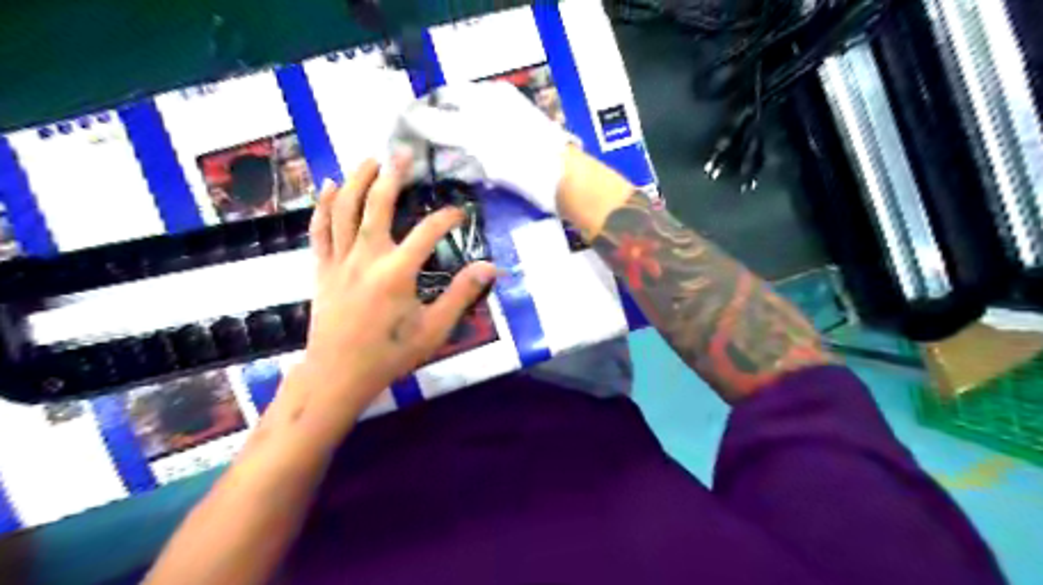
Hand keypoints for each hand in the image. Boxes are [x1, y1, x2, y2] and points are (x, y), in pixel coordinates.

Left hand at [293, 155, 496, 418]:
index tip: (461, 212)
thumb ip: (461, 294)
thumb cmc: (389, 355)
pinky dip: (323, 205)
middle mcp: (366, 257)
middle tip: (403, 153)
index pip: (427, 232)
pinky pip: (320, 230)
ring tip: (369, 160)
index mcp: (397, 272)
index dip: (447, 218)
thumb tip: (489, 268)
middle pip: (378, 205)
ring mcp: (339, 260)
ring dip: (356, 181)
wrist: (337, 375)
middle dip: (392, 176)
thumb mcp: (434, 329)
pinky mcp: (322, 268)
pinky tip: (328, 187)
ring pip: (344, 210)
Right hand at [391, 81, 569, 215]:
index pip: (445, 96)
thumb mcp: (475, 135)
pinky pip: (481, 158)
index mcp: (488, 96)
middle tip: (413, 156)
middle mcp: (496, 110)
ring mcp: (506, 135)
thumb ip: (440, 124)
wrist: (562, 181)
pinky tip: (453, 176)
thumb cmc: (518, 152)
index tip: (404, 132)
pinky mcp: (512, 158)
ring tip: (426, 169)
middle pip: (456, 118)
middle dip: (433, 136)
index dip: (423, 111)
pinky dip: (465, 165)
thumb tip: (408, 116)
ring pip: (467, 140)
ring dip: (447, 153)